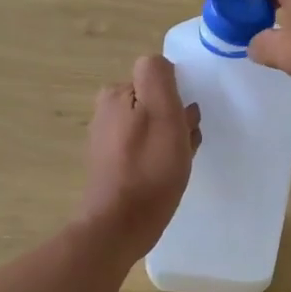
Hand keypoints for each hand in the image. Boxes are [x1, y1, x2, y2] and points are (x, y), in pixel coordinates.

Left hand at [76, 54, 200, 258]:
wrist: (120, 226)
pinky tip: (166, 178)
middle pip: (157, 104)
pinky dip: (161, 159)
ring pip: (155, 128)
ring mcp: (108, 140)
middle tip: (183, 147)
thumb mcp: (162, 112)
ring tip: (177, 165)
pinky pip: (146, 151)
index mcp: (116, 94)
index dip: (178, 99)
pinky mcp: (113, 166)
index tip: (184, 123)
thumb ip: (159, 77)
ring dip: (173, 142)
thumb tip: (161, 65)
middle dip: (176, 121)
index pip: (159, 79)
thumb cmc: (148, 168)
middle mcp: (106, 112)